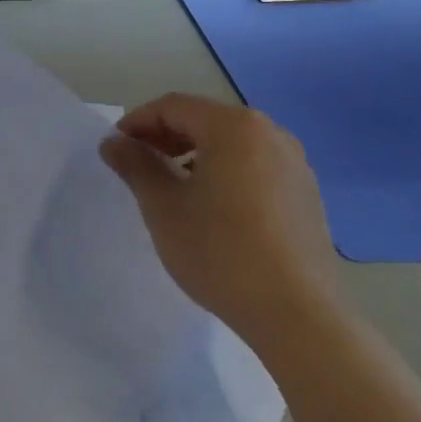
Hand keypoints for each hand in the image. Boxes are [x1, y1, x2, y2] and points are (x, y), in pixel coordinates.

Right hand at [101, 95, 337, 351]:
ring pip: (231, 144)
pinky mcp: (307, 194)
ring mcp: (295, 164)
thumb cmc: (220, 251)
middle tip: (138, 166)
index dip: (137, 122)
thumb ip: (135, 165)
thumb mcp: (163, 207)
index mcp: (234, 127)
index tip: (116, 149)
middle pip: (204, 120)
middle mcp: (270, 133)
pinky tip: (212, 208)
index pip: (173, 106)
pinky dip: (225, 172)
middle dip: (165, 137)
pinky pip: (255, 166)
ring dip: (194, 154)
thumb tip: (113, 142)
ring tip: (172, 187)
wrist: (298, 315)